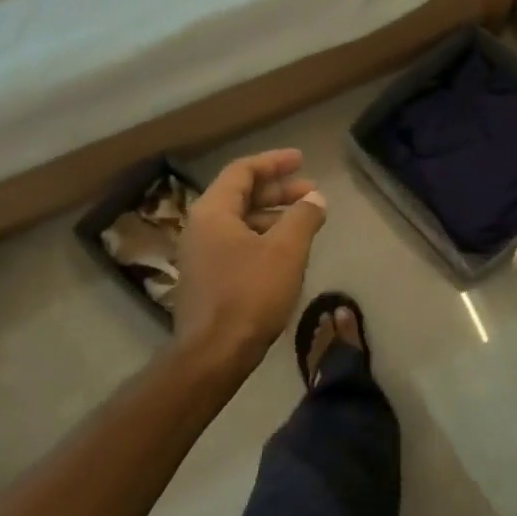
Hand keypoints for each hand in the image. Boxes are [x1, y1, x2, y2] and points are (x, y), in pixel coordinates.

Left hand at [171, 150, 326, 372]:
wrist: (213, 355)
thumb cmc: (249, 294)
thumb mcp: (286, 250)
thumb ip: (303, 217)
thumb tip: (315, 198)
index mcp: (213, 211)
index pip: (243, 171)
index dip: (274, 162)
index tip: (301, 160)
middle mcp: (201, 227)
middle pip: (241, 195)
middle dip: (278, 190)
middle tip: (312, 191)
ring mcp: (202, 254)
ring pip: (241, 221)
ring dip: (274, 215)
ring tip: (307, 220)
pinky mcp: (208, 278)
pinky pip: (238, 243)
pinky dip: (264, 237)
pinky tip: (288, 250)